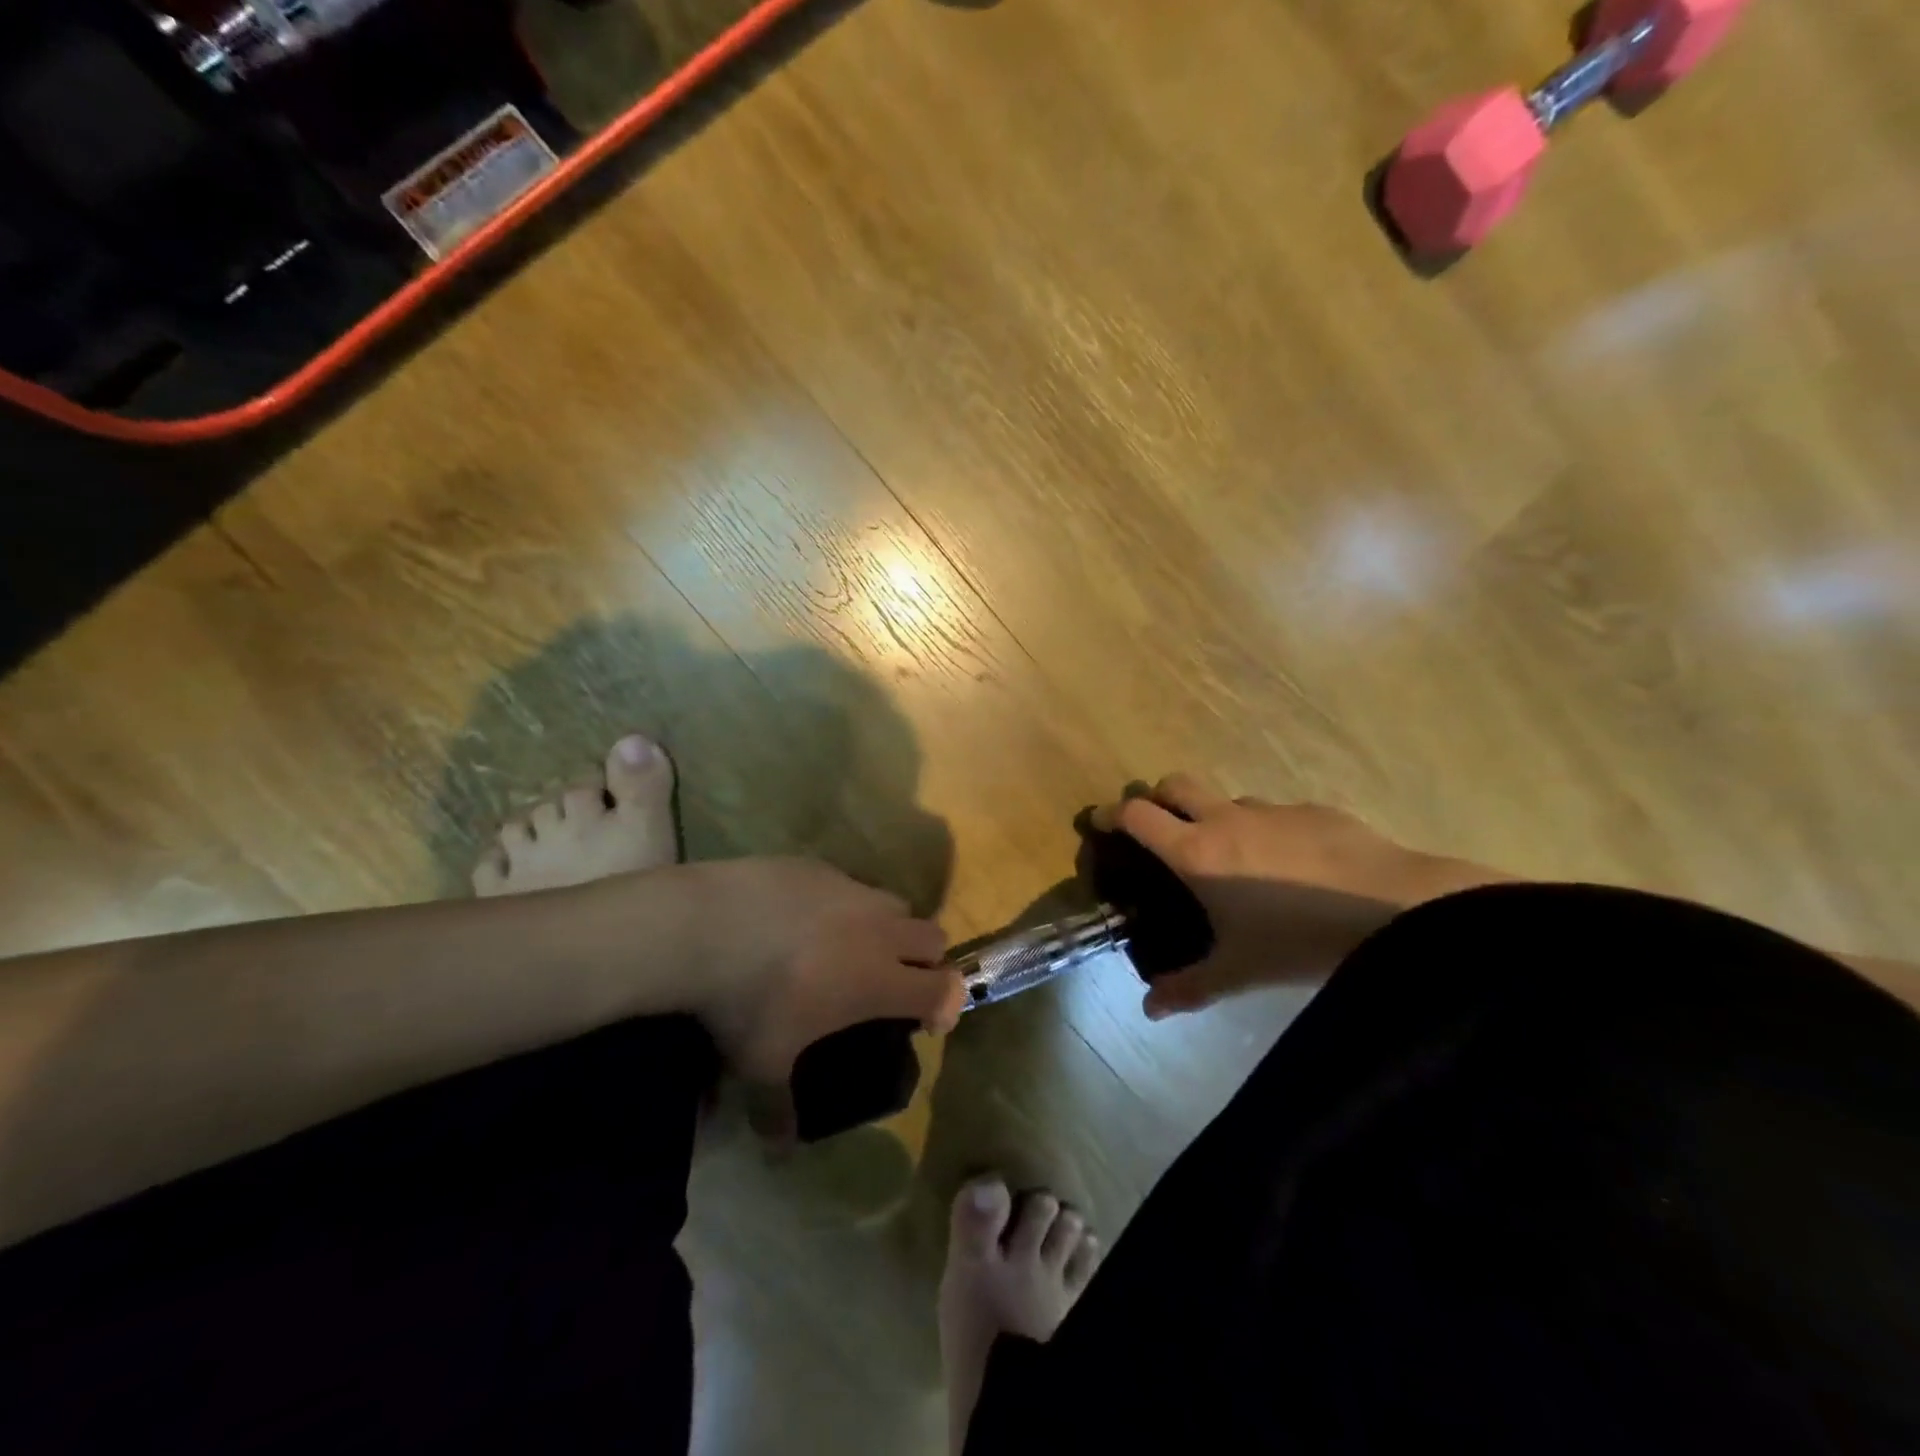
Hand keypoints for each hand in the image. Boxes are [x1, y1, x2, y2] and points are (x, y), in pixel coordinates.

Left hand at [679, 858, 961, 1083]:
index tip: (927, 1021)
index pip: (943, 989)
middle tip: (893, 981)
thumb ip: (779, 1106)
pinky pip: (851, 884)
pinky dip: (845, 905)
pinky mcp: (822, 867)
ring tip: (851, 946)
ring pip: (896, 904)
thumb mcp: (762, 1063)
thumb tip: (779, 1147)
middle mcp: (879, 930)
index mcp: (879, 980)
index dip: (947, 1006)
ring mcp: (852, 891)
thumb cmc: (748, 1002)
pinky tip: (805, 919)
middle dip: (926, 961)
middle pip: (934, 937)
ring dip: (890, 928)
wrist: (708, 927)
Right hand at [1090, 773, 1506, 1017]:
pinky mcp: (1314, 810)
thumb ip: (1189, 987)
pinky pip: (1273, 813)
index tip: (1099, 823)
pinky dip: (1263, 829)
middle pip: (1174, 784)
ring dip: (1213, 815)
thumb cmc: (1300, 940)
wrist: (1396, 910)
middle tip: (1157, 829)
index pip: (1137, 816)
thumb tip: (1149, 1009)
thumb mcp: (1239, 971)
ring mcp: (1271, 810)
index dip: (1111, 814)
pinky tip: (1290, 866)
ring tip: (1230, 856)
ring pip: (1226, 798)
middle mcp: (1225, 820)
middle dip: (1156, 797)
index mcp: (1196, 853)